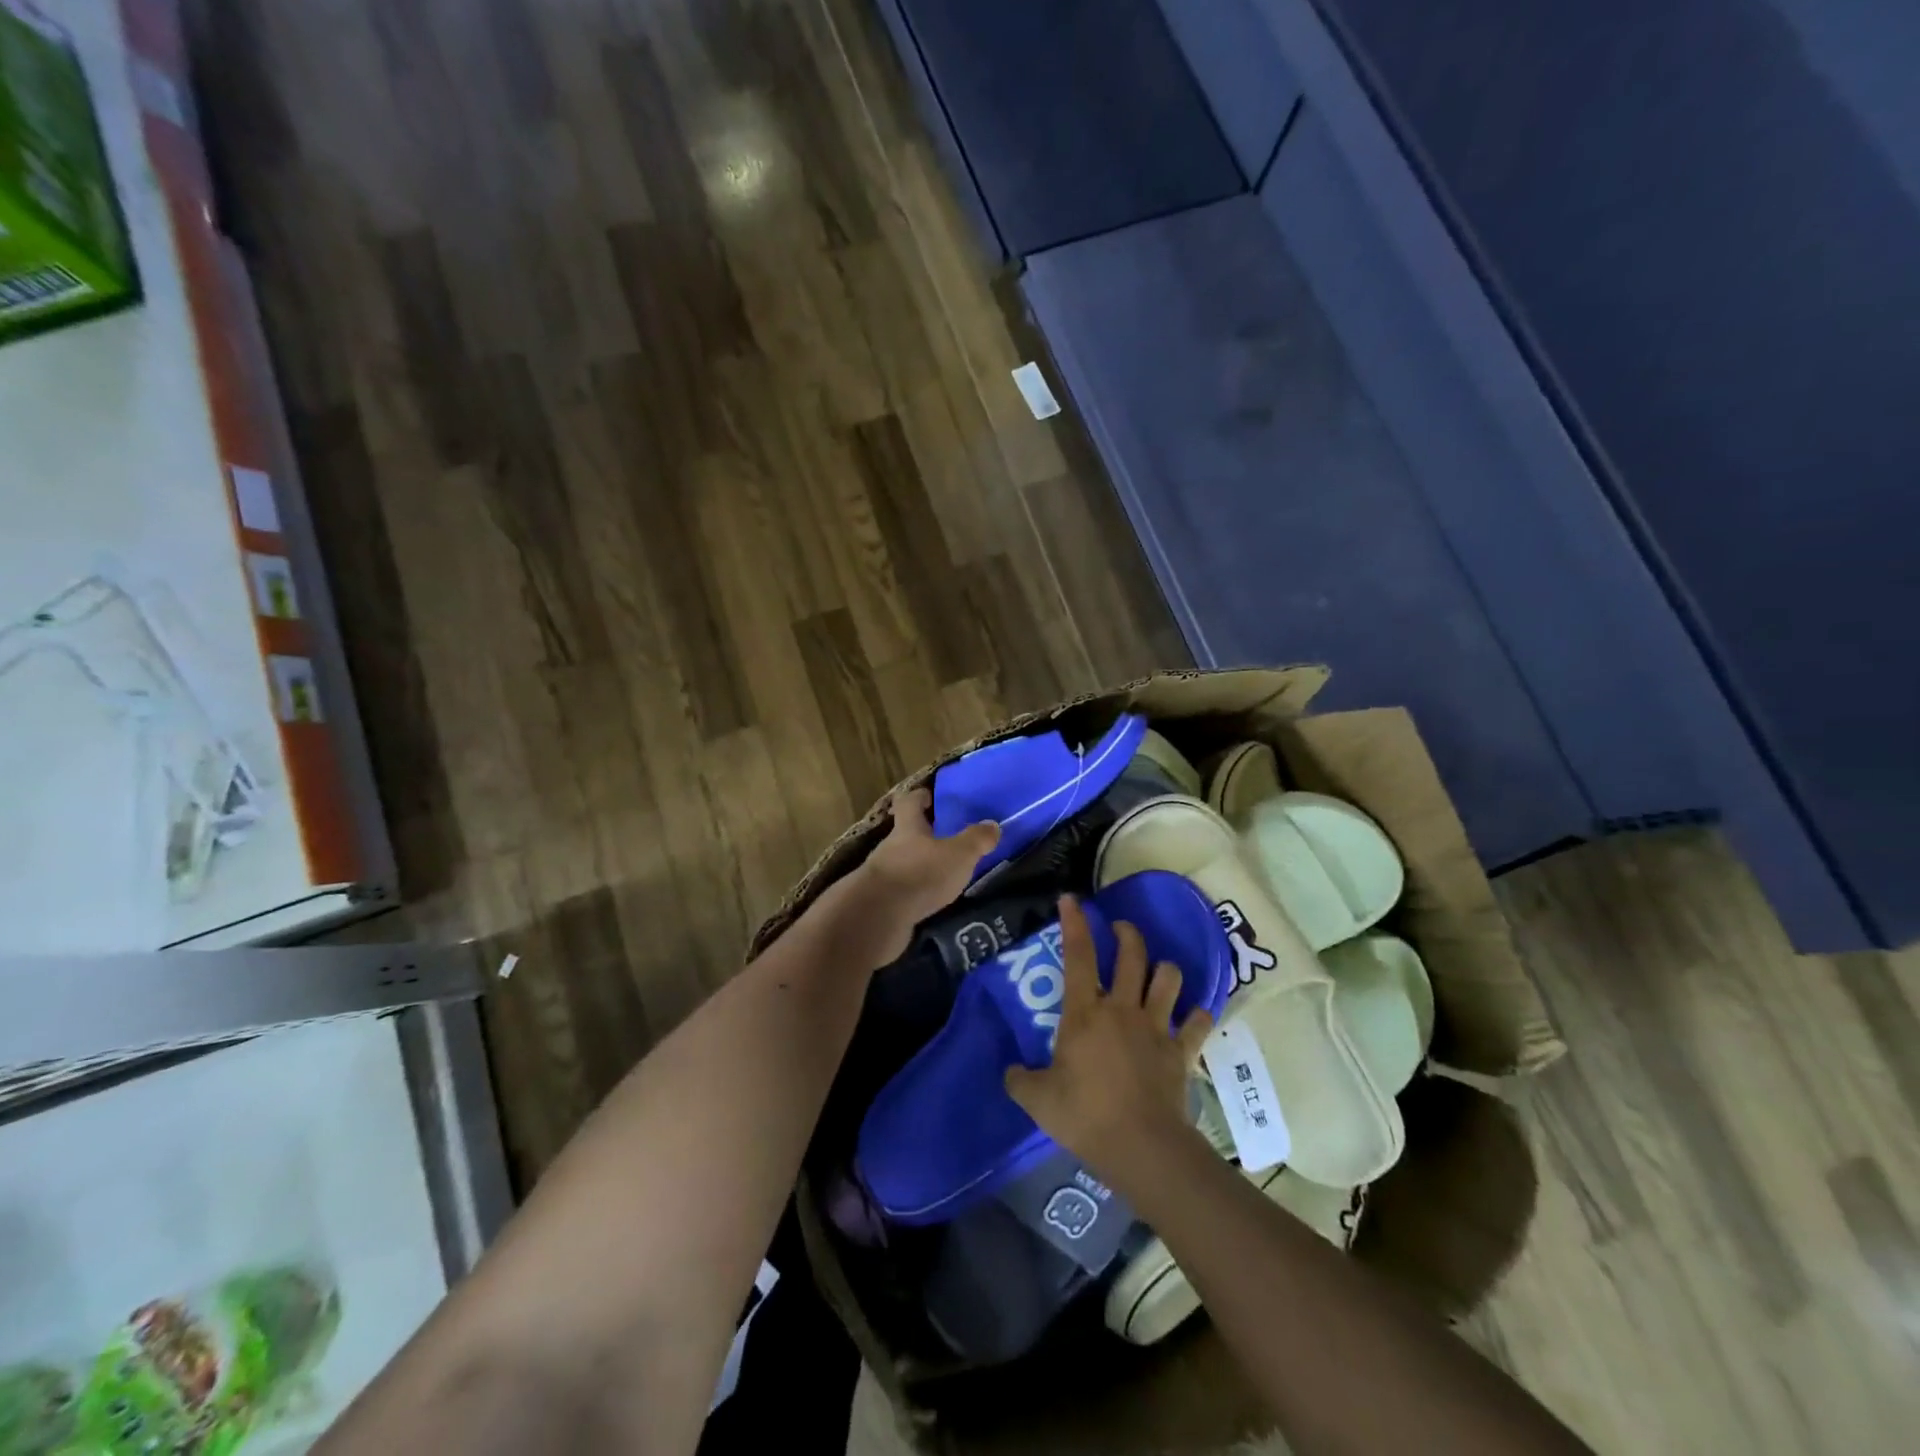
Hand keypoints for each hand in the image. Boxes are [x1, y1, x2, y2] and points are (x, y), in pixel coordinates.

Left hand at [855, 787, 999, 941]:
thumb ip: (976, 840)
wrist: (879, 916)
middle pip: (905, 834)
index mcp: (908, 828)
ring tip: (941, 875)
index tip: (929, 796)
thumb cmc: (920, 874)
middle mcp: (890, 846)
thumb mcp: (958, 855)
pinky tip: (928, 901)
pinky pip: (900, 891)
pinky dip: (913, 892)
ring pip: (902, 863)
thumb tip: (993, 824)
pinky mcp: (880, 902)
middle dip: (923, 835)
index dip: (919, 796)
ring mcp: (882, 875)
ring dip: (918, 866)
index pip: (909, 802)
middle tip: (946, 839)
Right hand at [1005, 895, 1213, 1189]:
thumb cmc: (1085, 1116)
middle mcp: (1122, 1009)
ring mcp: (1156, 1027)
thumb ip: (1020, 1080)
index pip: (1077, 955)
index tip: (1071, 899)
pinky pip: (1199, 1023)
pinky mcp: (1181, 1051)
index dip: (1074, 923)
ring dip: (1164, 970)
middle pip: (1131, 954)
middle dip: (1127, 933)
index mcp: (1085, 1013)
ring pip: (1168, 979)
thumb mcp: (1038, 1100)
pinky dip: (1199, 1016)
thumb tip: (1011, 1071)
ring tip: (1159, 972)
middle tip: (1121, 929)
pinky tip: (1196, 1016)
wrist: (1141, 1147)